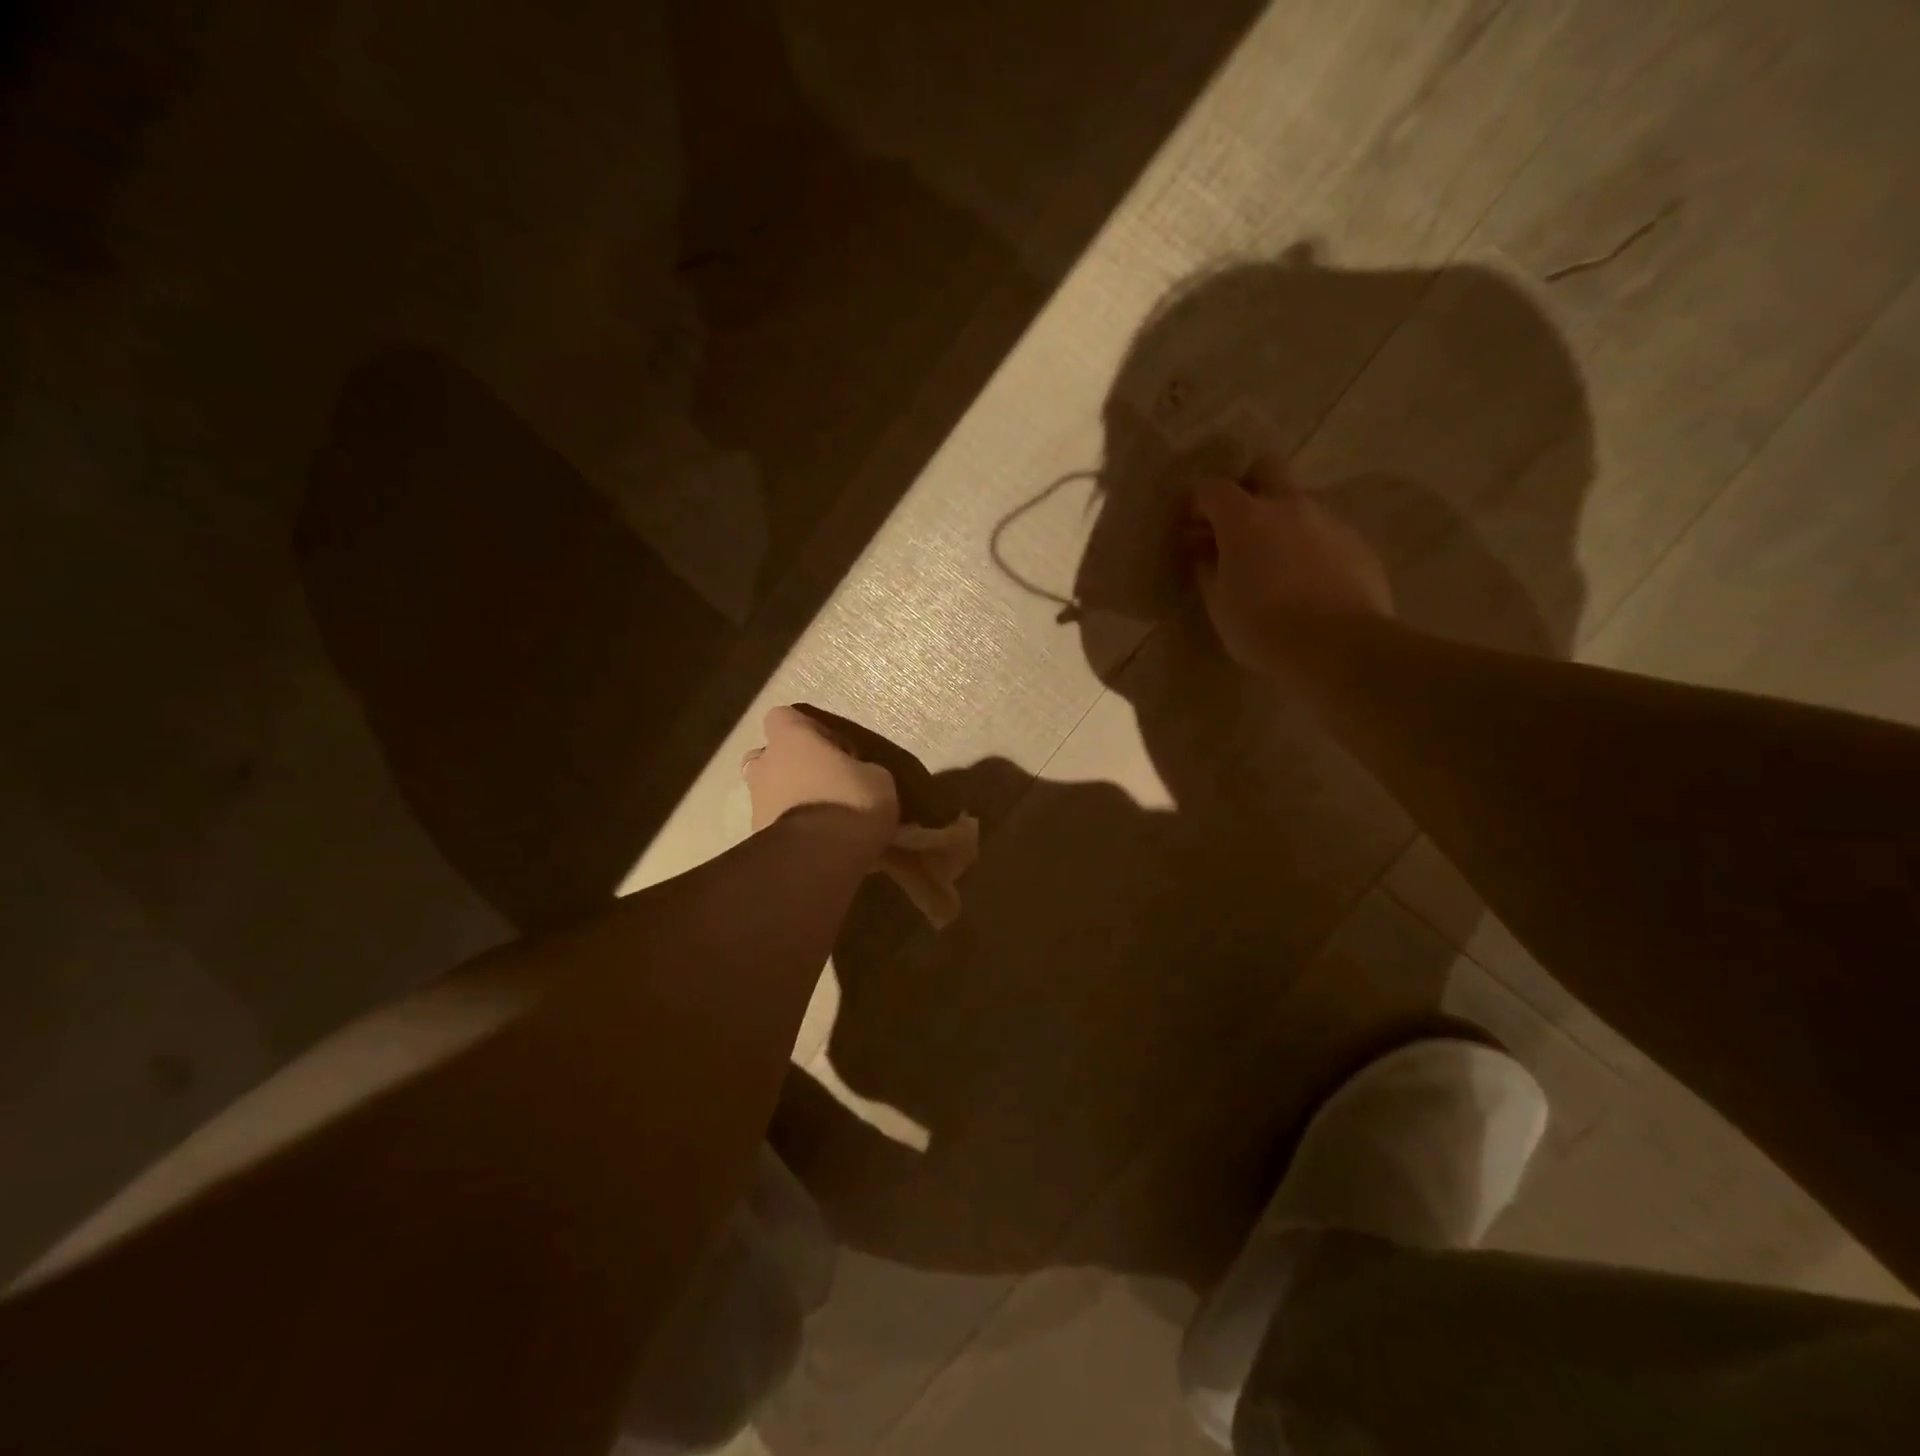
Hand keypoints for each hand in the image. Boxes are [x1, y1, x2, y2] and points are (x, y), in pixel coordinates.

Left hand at [742, 705, 900, 857]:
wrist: (817, 859)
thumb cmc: (850, 802)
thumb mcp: (878, 779)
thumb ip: (861, 770)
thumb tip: (859, 778)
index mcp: (791, 740)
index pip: (783, 716)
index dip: (808, 729)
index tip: (835, 749)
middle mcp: (766, 765)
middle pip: (767, 756)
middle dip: (791, 766)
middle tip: (822, 782)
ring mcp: (756, 804)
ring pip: (769, 793)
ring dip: (791, 800)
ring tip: (824, 819)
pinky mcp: (757, 838)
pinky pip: (776, 825)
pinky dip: (793, 830)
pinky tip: (818, 844)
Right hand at [1186, 456, 1391, 672]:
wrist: (1339, 647)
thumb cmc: (1262, 627)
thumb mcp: (1218, 604)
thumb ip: (1208, 569)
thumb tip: (1205, 550)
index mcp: (1246, 519)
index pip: (1212, 489)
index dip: (1195, 502)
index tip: (1188, 525)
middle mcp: (1290, 506)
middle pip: (1267, 467)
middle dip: (1248, 485)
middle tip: (1236, 524)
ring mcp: (1330, 521)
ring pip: (1301, 502)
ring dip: (1281, 521)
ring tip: (1274, 562)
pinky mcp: (1359, 545)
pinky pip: (1326, 534)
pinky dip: (1310, 547)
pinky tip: (1307, 583)